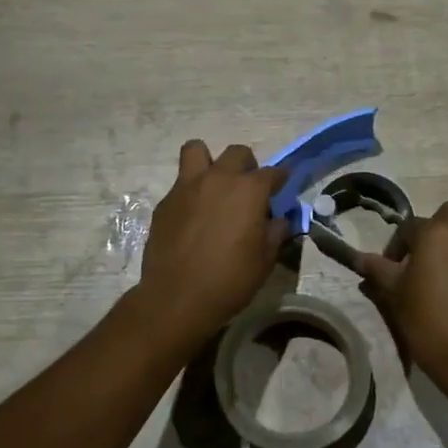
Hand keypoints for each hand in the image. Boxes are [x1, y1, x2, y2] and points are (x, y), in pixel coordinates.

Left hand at [134, 141, 287, 340]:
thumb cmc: (230, 280)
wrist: (177, 297)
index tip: (282, 186)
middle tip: (248, 189)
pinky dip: (190, 191)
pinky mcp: (165, 202)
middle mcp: (218, 179)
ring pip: (197, 150)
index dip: (280, 179)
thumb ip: (274, 233)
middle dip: (247, 165)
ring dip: (209, 161)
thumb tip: (276, 220)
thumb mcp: (265, 260)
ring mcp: (187, 187)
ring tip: (213, 185)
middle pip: (237, 153)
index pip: (273, 172)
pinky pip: (180, 183)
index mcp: (248, 190)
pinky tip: (193, 216)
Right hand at [359, 201, 447, 399]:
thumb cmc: (428, 322)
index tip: (391, 270)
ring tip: (444, 280)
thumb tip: (361, 259)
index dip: (396, 247)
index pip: (409, 227)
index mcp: (436, 233)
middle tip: (422, 260)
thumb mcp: (394, 295)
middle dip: (434, 230)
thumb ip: (378, 270)